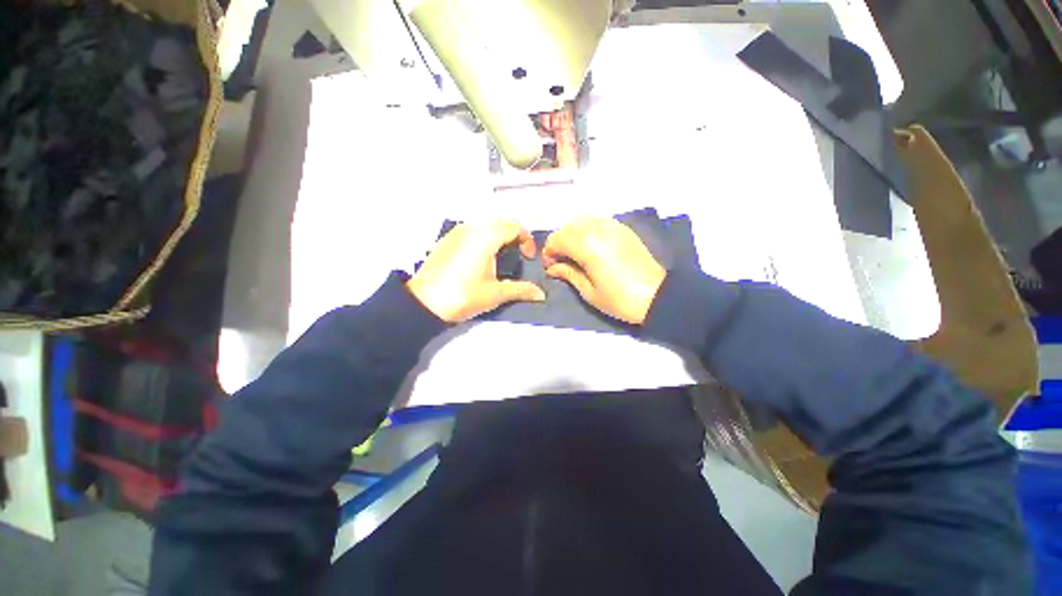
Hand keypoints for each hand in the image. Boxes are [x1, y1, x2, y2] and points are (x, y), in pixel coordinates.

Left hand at [408, 220, 545, 322]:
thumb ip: (521, 290)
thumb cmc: (463, 296)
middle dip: (514, 236)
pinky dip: (482, 237)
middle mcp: (472, 228)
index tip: (527, 259)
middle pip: (501, 222)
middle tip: (516, 256)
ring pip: (485, 224)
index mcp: (486, 237)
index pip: (515, 227)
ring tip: (500, 258)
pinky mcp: (446, 239)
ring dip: (498, 236)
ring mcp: (456, 232)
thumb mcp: (495, 294)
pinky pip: (471, 230)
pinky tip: (479, 259)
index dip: (527, 241)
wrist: (424, 303)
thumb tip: (540, 294)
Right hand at [542, 217, 665, 324]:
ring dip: (573, 235)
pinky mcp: (623, 229)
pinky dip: (588, 231)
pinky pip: (598, 222)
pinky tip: (591, 247)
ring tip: (576, 254)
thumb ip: (568, 273)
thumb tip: (553, 267)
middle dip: (559, 243)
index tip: (551, 267)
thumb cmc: (619, 298)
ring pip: (582, 221)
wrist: (657, 296)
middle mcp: (597, 228)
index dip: (549, 252)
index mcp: (586, 245)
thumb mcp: (588, 291)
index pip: (557, 239)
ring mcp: (612, 226)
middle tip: (562, 262)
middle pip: (568, 227)